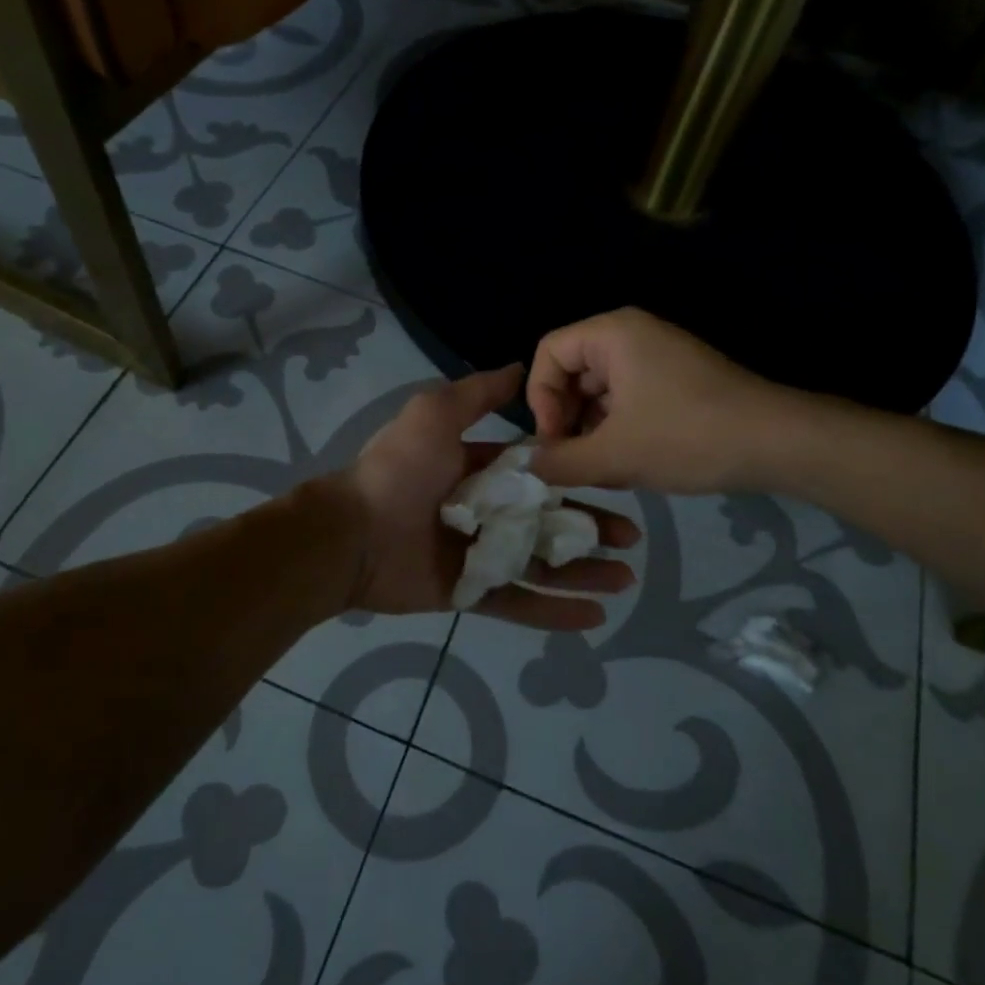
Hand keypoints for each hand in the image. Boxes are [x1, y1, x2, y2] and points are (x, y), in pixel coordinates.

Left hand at [339, 364, 639, 630]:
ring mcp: (479, 554)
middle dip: (590, 527)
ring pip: (542, 564)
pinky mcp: (471, 592)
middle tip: (631, 538)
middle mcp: (484, 510)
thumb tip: (519, 367)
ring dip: (583, 571)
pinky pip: (519, 602)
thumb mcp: (435, 415)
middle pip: (548, 520)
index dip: (575, 477)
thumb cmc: (399, 470)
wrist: (352, 534)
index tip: (614, 481)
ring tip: (624, 579)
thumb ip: (477, 394)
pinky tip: (594, 616)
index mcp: (478, 469)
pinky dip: (555, 612)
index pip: (538, 472)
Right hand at [528, 308, 799, 494]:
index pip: (548, 353)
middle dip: (567, 420)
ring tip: (602, 471)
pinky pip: (628, 400)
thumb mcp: (614, 455)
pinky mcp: (676, 381)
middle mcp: (632, 335)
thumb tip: (528, 466)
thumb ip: (561, 461)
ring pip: (600, 392)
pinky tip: (629, 465)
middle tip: (572, 463)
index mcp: (612, 334)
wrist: (778, 443)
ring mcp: (657, 357)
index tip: (554, 442)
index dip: (541, 399)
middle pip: (572, 372)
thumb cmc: (687, 437)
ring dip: (592, 431)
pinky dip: (619, 431)